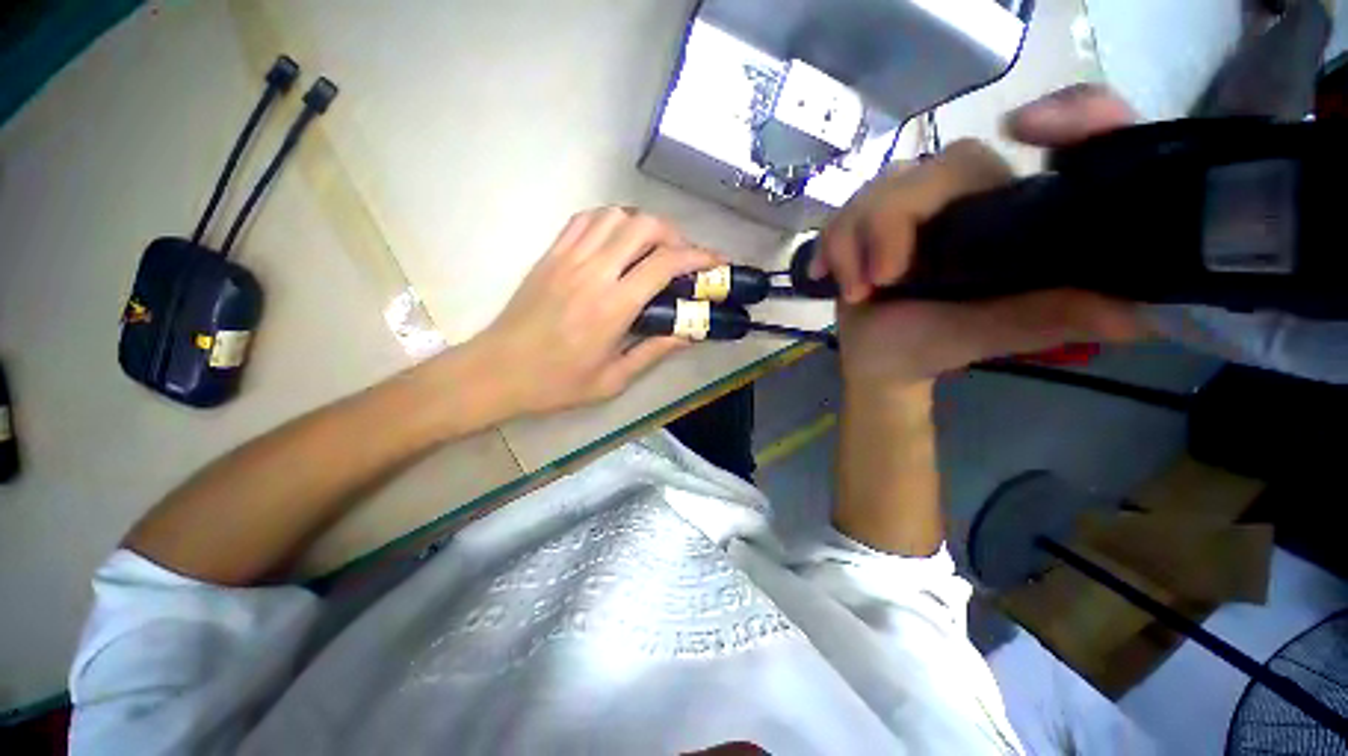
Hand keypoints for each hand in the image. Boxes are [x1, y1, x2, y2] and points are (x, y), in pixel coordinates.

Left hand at [466, 207, 722, 415]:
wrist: (498, 371)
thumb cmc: (557, 383)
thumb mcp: (613, 379)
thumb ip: (653, 351)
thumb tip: (688, 333)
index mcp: (613, 307)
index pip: (664, 263)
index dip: (698, 256)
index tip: (715, 261)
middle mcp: (593, 272)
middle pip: (643, 226)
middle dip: (674, 234)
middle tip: (683, 257)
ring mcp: (568, 257)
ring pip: (615, 215)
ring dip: (643, 225)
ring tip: (653, 248)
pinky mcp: (551, 254)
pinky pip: (585, 219)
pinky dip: (610, 220)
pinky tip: (617, 240)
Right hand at [814, 85, 1144, 392]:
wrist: (877, 360)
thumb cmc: (931, 348)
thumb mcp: (991, 335)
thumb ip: (1049, 318)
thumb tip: (1140, 312)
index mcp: (1007, 215)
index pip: (1044, 145)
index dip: (1058, 115)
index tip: (1025, 127)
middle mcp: (960, 199)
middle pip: (933, 168)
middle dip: (892, 222)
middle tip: (881, 280)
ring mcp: (906, 208)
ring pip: (876, 191)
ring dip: (853, 243)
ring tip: (855, 293)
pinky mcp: (864, 223)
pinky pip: (840, 214)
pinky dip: (830, 247)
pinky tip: (827, 277)